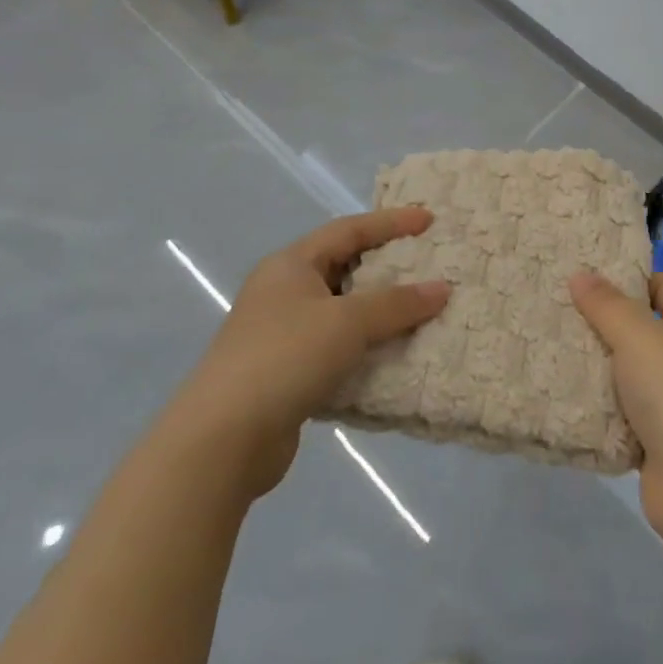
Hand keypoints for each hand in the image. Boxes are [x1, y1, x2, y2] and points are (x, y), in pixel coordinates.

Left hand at [181, 208, 450, 501]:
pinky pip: (336, 348)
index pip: (348, 229)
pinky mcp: (285, 374)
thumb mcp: (347, 322)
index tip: (429, 221)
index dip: (391, 223)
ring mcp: (281, 334)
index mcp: (291, 265)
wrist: (221, 442)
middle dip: (387, 266)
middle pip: (344, 266)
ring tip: (421, 310)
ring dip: (379, 312)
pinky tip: (393, 355)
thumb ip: (397, 303)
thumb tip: (442, 289)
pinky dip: (365, 347)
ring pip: (341, 311)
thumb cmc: (285, 358)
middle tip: (429, 264)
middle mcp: (283, 292)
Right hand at [570, 271, 662, 544]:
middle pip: (642, 326)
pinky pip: (622, 411)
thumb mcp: (637, 336)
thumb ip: (607, 304)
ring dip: (597, 365)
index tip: (586, 275)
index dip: (628, 276)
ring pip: (628, 371)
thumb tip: (581, 273)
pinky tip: (564, 394)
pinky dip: (600, 405)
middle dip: (603, 320)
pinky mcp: (658, 437)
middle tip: (558, 308)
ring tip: (552, 347)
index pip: (662, 283)